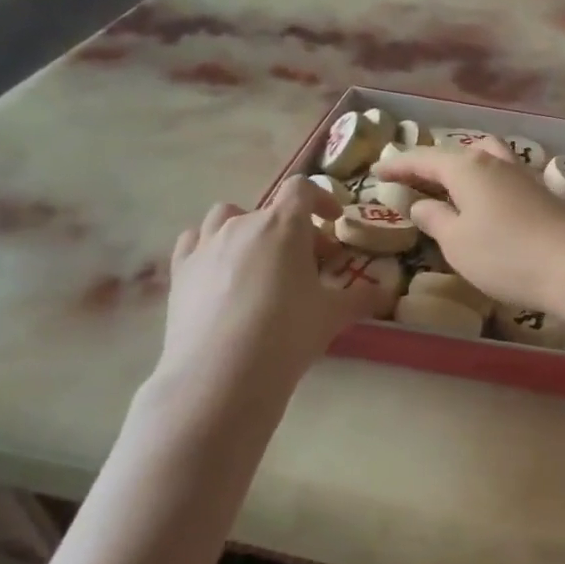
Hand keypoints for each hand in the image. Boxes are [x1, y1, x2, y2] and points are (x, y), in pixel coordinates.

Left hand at [147, 178, 391, 416]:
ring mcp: (206, 245)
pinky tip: (220, 272)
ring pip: (227, 217)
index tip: (333, 222)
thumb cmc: (287, 334)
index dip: (322, 199)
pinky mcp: (180, 271)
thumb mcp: (334, 315)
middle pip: (272, 210)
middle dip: (294, 231)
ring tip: (259, 261)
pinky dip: (209, 246)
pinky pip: (194, 241)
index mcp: (284, 225)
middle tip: (309, 264)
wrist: (220, 374)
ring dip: (248, 229)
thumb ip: (362, 297)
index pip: (302, 189)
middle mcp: (243, 224)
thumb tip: (384, 292)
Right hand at [373, 139, 564, 310]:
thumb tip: (421, 204)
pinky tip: (484, 197)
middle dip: (430, 163)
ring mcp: (522, 175)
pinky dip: (484, 179)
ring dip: (462, 165)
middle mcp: (495, 162)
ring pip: (485, 157)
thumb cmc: (504, 255)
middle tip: (409, 177)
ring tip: (448, 182)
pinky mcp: (541, 193)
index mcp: (467, 167)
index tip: (376, 171)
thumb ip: (434, 219)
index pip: (424, 159)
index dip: (398, 165)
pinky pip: (502, 174)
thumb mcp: (456, 242)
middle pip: (456, 153)